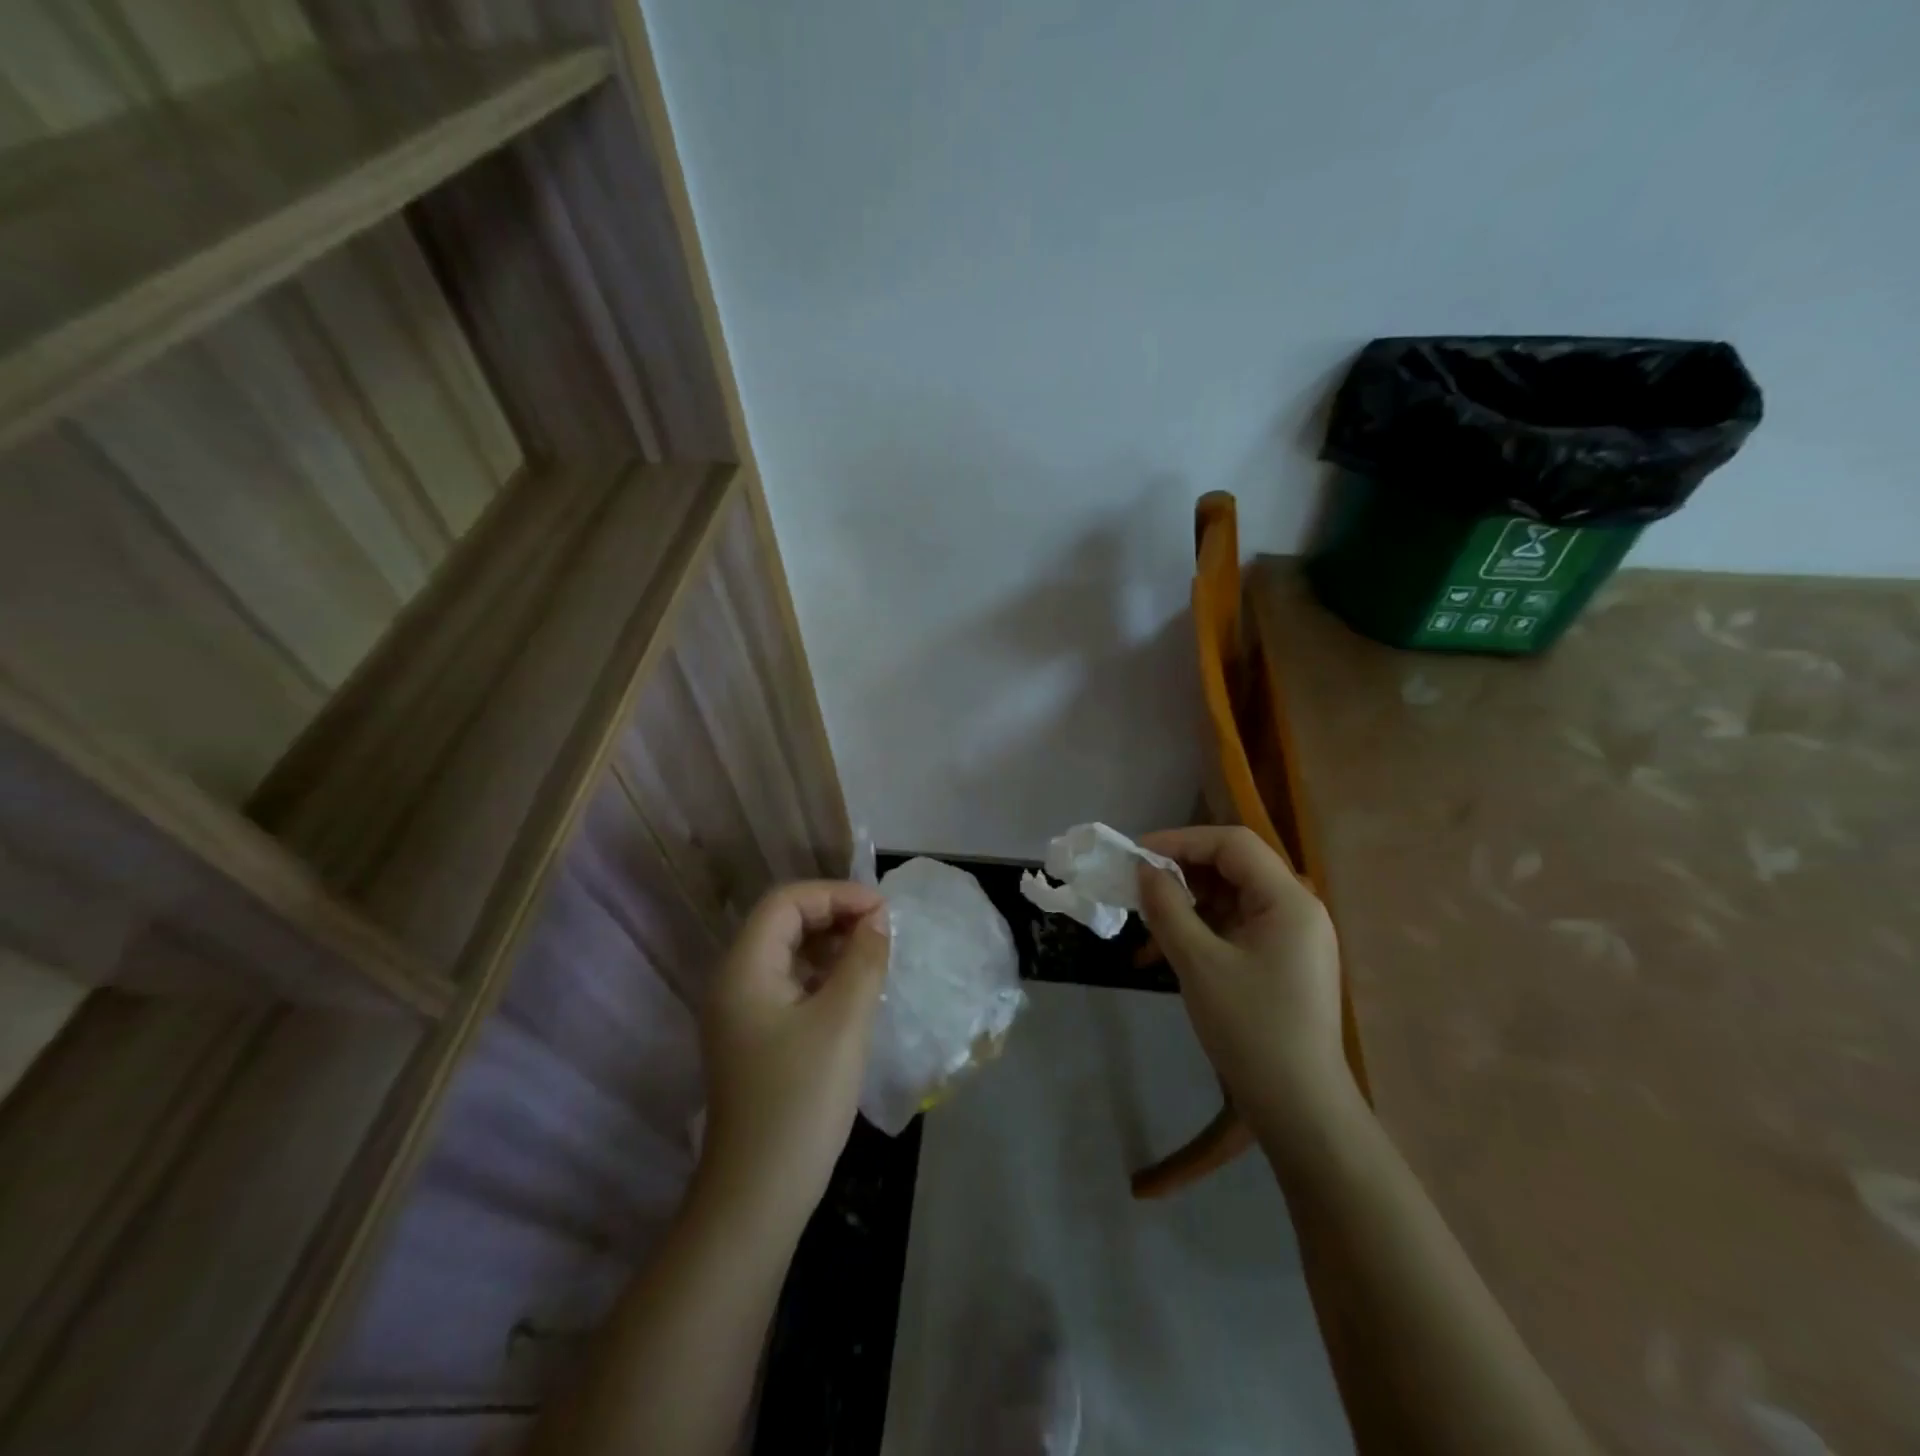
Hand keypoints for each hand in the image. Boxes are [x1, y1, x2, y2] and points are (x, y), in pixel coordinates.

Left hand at [697, 881, 890, 1233]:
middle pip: (783, 923)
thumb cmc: (801, 1100)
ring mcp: (741, 1012)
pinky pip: (790, 985)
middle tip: (882, 931)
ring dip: (831, 945)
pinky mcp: (755, 1038)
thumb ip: (863, 959)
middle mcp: (734, 982)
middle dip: (834, 916)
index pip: (786, 902)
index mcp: (744, 969)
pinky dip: (823, 976)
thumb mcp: (843, 1021)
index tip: (882, 911)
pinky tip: (855, 990)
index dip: (835, 894)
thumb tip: (877, 919)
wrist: (758, 1196)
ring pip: (788, 954)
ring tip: (874, 956)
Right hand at [1136, 826, 1351, 1123]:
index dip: (1181, 841)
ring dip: (1186, 908)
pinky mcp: (1282, 962)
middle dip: (1180, 876)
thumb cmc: (1250, 1028)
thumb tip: (1144, 870)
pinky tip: (1164, 955)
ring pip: (1230, 900)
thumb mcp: (1199, 963)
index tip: (1137, 855)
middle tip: (1137, 890)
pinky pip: (1236, 929)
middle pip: (1232, 868)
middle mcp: (1297, 909)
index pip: (1232, 843)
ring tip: (1145, 930)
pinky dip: (1201, 933)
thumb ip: (1168, 908)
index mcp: (1288, 900)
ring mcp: (1292, 937)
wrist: (1300, 1108)